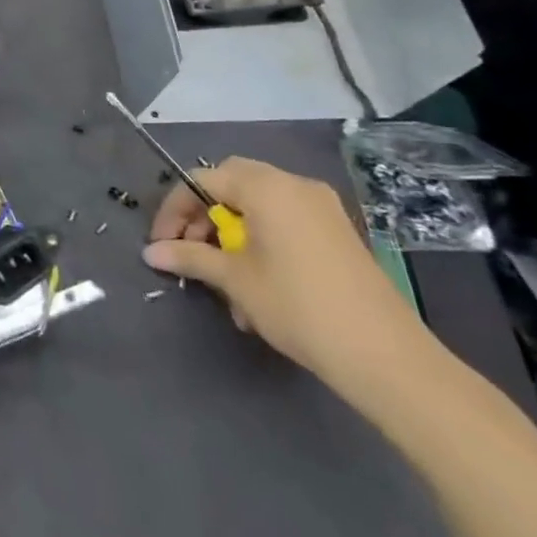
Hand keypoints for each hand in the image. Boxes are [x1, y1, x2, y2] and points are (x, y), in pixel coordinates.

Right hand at [143, 156, 432, 387]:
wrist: (385, 356)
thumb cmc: (297, 306)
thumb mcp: (235, 280)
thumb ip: (190, 257)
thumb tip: (150, 252)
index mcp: (265, 186)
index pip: (202, 180)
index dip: (174, 210)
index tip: (160, 243)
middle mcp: (293, 184)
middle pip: (231, 184)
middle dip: (204, 215)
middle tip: (189, 250)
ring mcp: (322, 207)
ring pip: (258, 204)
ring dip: (232, 231)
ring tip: (222, 276)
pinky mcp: (338, 232)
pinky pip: (285, 220)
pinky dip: (261, 239)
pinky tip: (257, 283)